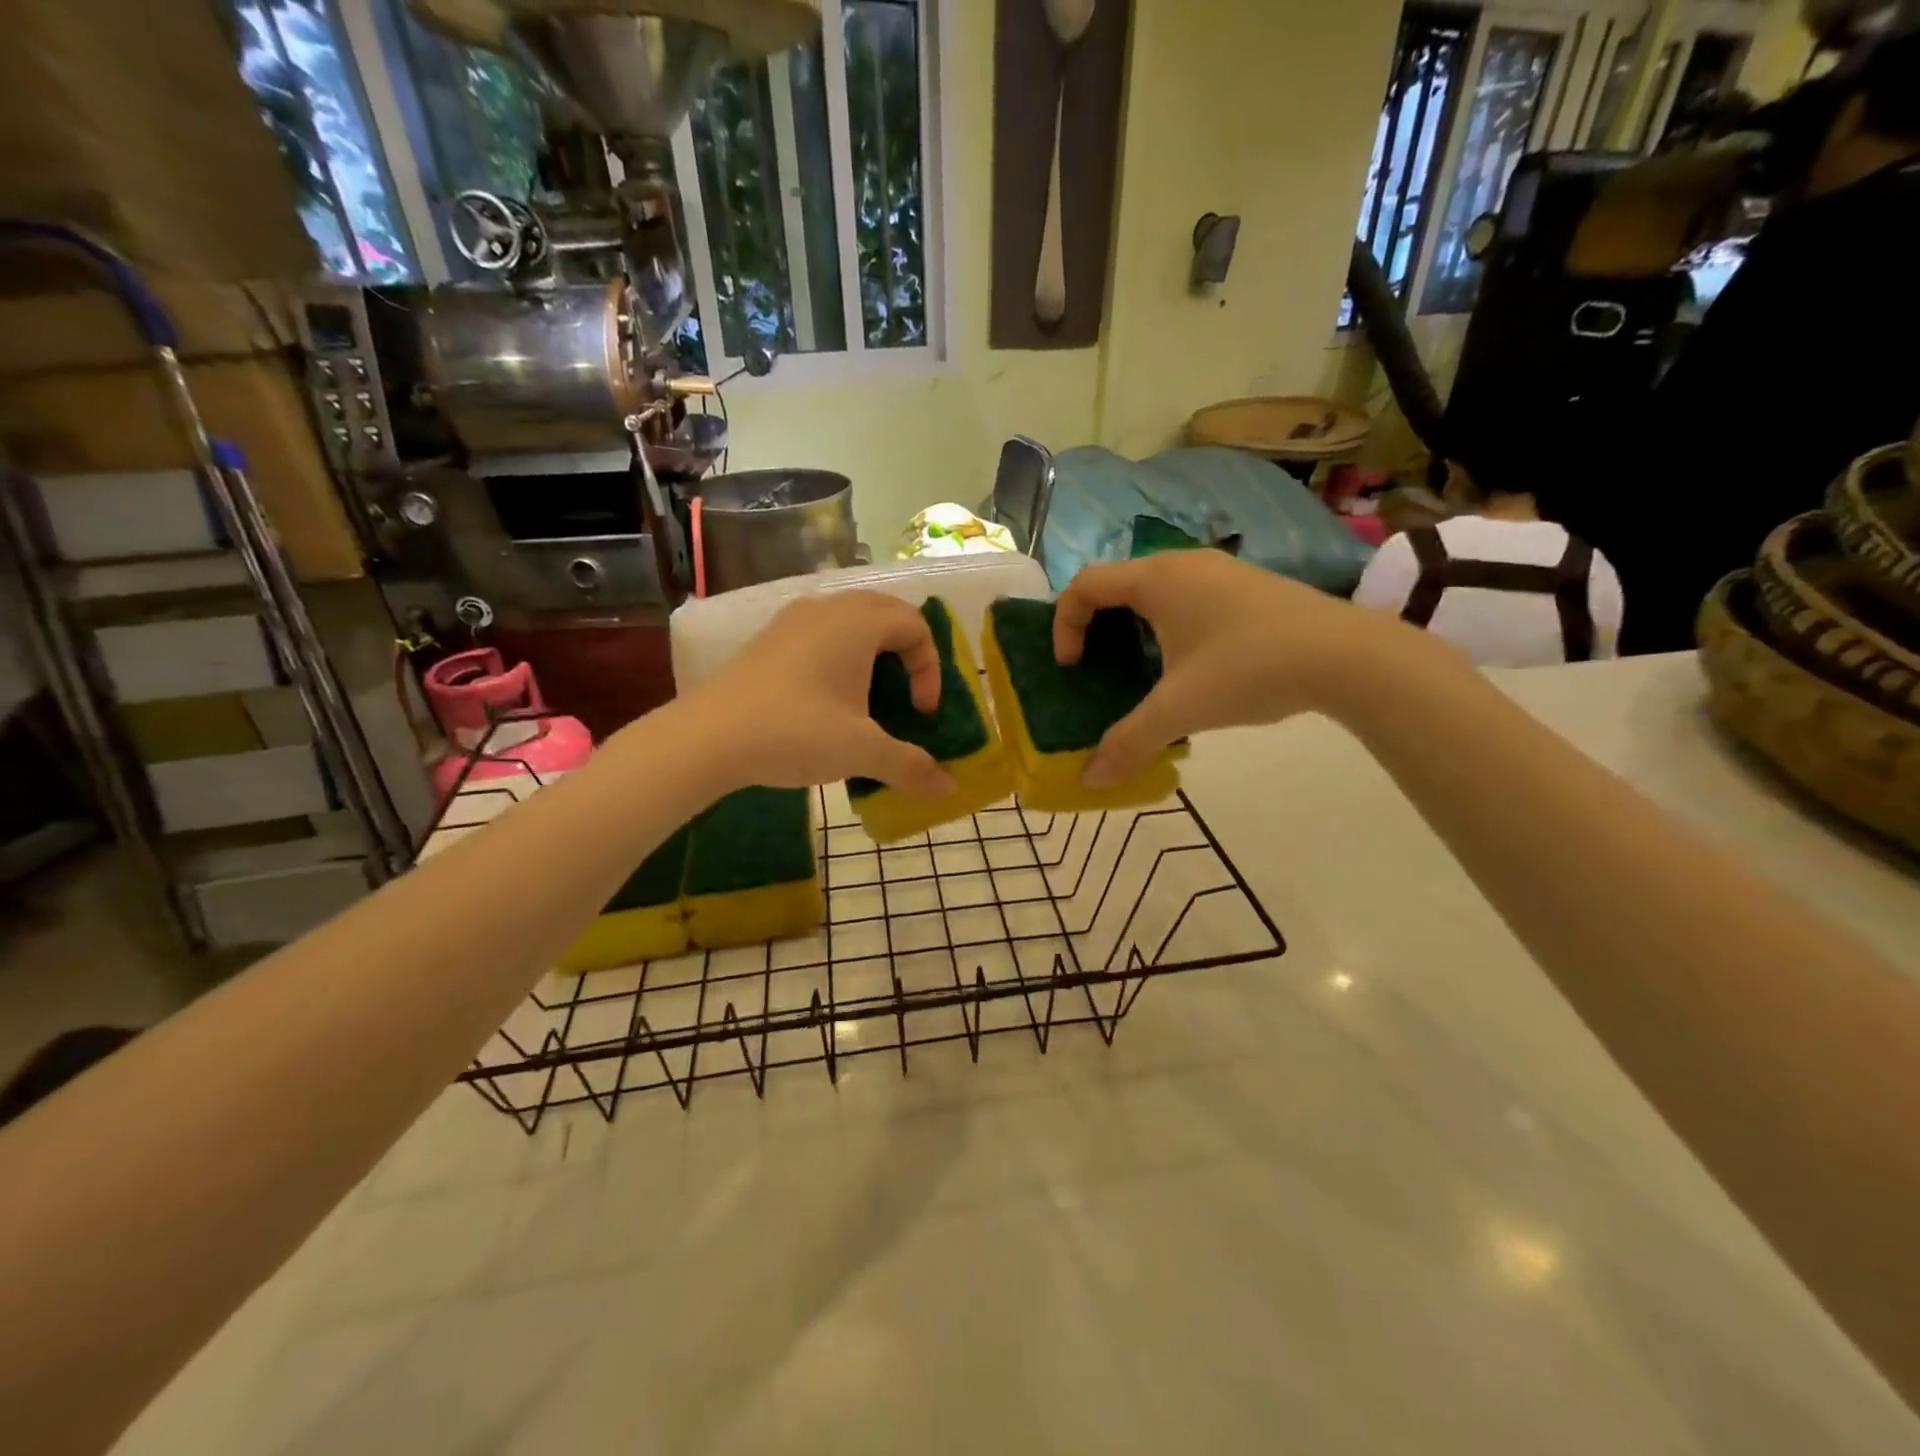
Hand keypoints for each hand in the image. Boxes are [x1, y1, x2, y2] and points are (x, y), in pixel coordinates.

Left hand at [682, 592, 958, 796]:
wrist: (706, 738)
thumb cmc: (795, 732)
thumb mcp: (861, 752)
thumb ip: (911, 766)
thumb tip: (950, 788)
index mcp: (857, 622)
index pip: (915, 624)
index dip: (930, 668)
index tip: (920, 713)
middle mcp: (828, 608)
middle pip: (885, 614)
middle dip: (906, 654)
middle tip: (905, 696)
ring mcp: (793, 620)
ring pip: (850, 622)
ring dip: (871, 654)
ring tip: (868, 699)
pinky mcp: (769, 640)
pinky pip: (821, 634)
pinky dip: (840, 657)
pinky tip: (827, 701)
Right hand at [1053, 551, 1442, 785]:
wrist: (1348, 656)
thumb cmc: (1250, 669)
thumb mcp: (1181, 710)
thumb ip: (1129, 743)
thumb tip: (1090, 781)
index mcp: (1156, 580)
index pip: (1084, 585)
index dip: (1065, 624)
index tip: (1072, 667)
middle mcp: (1183, 564)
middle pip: (1117, 585)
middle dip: (1097, 627)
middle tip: (1098, 669)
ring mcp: (1220, 571)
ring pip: (1156, 591)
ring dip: (1135, 628)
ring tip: (1143, 672)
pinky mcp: (1248, 587)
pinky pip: (1188, 598)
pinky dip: (1170, 627)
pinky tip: (1194, 668)